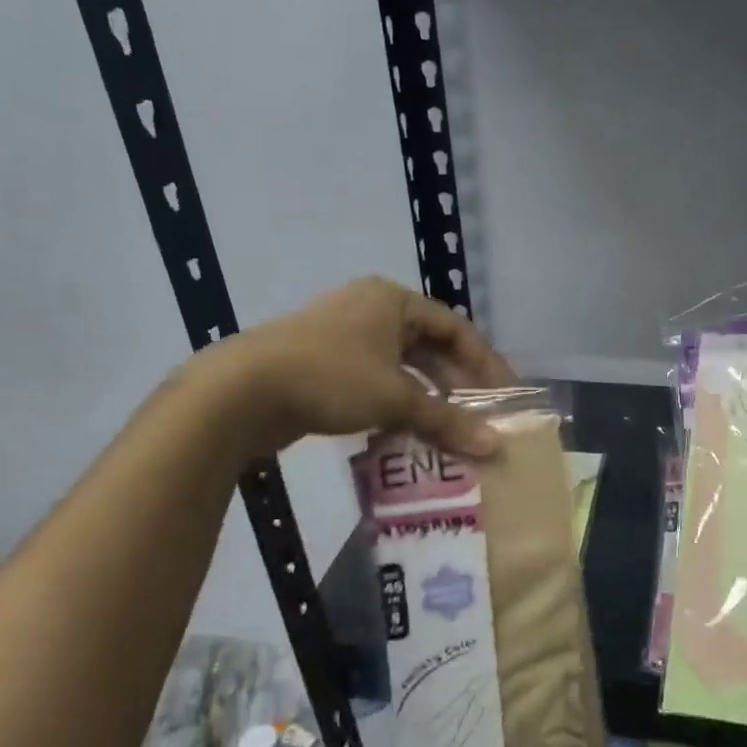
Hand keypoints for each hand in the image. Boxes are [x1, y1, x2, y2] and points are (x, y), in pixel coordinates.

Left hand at [203, 277, 516, 457]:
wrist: (240, 392)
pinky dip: (394, 406)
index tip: (506, 397)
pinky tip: (405, 435)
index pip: (456, 328)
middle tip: (479, 418)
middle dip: (455, 385)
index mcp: (392, 300)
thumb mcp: (396, 398)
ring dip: (425, 400)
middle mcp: (369, 310)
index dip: (485, 363)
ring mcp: (342, 337)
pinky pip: (373, 383)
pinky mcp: (320, 366)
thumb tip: (495, 446)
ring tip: (448, 432)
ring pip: (399, 369)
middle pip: (428, 348)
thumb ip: (447, 420)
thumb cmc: (330, 377)